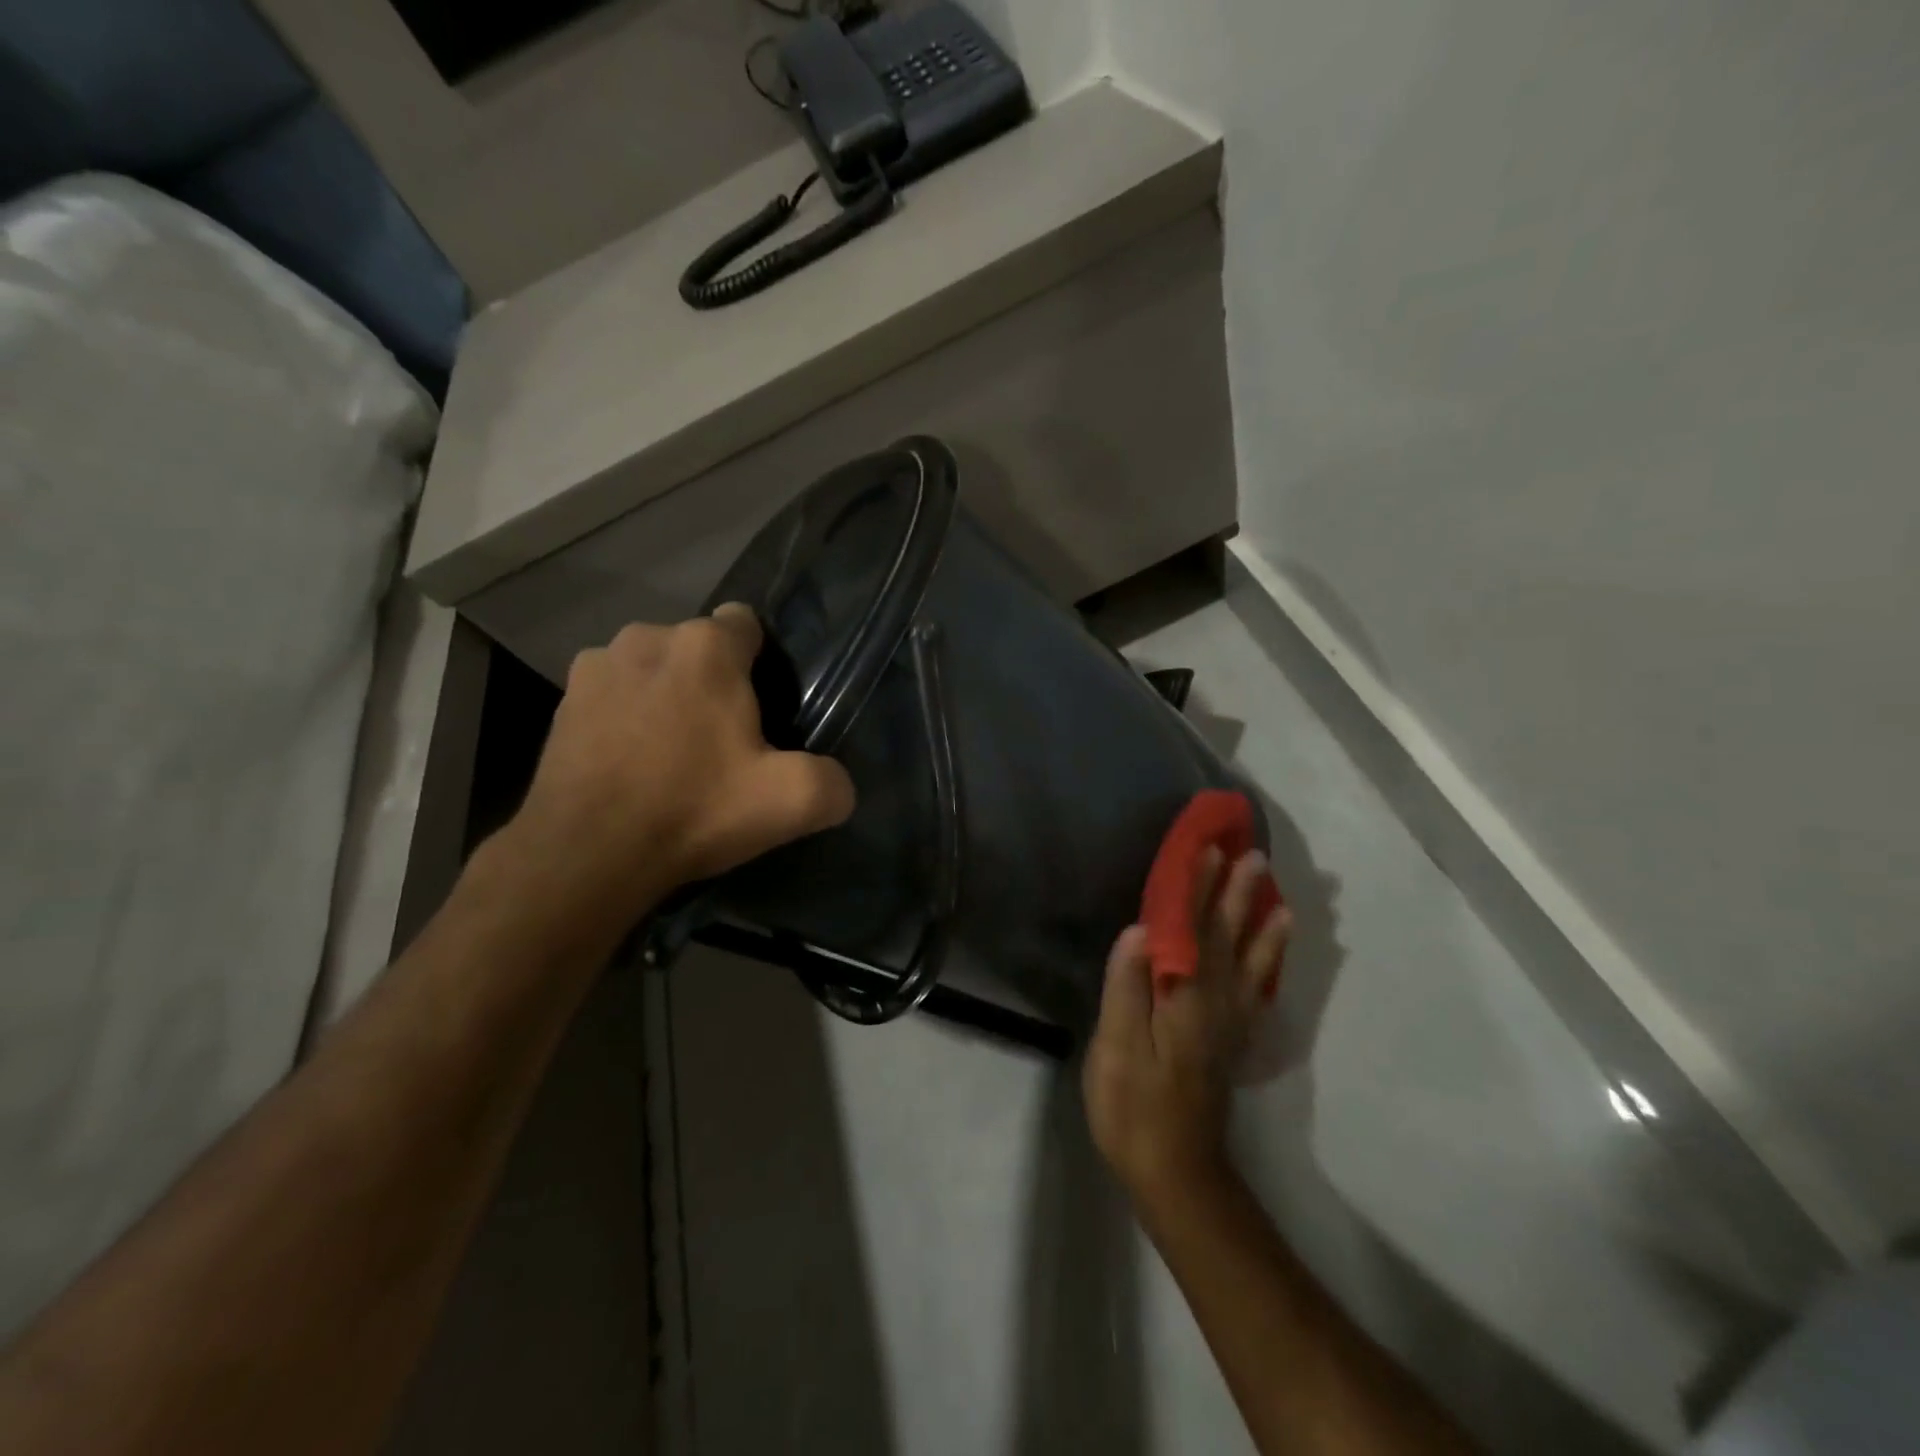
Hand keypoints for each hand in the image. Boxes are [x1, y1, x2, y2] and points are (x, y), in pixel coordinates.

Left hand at [504, 605, 855, 928]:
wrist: (586, 855)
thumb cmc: (694, 810)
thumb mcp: (791, 802)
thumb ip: (833, 782)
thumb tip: (838, 783)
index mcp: (706, 647)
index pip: (747, 623)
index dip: (762, 663)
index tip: (764, 709)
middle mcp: (647, 637)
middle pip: (699, 648)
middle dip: (715, 682)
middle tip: (723, 742)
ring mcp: (596, 666)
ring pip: (653, 668)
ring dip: (667, 694)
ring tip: (672, 753)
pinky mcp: (563, 702)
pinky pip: (613, 694)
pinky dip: (626, 716)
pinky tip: (630, 763)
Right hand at [1083, 848, 1290, 1208]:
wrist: (1177, 1174)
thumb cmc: (1135, 1108)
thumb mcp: (1118, 1050)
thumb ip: (1128, 988)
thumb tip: (1139, 929)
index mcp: (1185, 997)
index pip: (1191, 929)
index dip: (1197, 888)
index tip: (1208, 849)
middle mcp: (1215, 1002)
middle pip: (1226, 937)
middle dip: (1236, 893)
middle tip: (1251, 854)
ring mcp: (1228, 1023)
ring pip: (1250, 961)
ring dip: (1260, 922)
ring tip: (1276, 894)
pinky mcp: (1231, 1042)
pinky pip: (1257, 991)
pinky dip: (1269, 963)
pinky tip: (1274, 951)